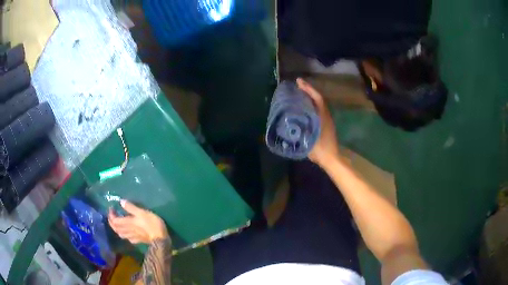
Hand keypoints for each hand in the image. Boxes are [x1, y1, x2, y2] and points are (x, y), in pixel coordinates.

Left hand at [108, 200, 168, 243]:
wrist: (160, 239)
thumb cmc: (152, 224)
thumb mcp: (142, 212)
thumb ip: (131, 207)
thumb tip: (121, 201)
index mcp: (128, 223)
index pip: (114, 220)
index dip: (111, 214)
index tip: (111, 208)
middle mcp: (128, 230)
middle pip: (115, 228)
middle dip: (111, 221)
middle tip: (112, 215)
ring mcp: (132, 237)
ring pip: (120, 234)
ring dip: (116, 228)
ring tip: (117, 223)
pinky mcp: (138, 241)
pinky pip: (128, 238)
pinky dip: (124, 234)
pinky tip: (127, 232)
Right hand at [297, 78, 339, 166]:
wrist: (331, 159)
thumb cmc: (320, 149)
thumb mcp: (307, 139)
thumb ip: (299, 130)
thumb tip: (288, 121)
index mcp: (323, 116)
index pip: (317, 98)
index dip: (308, 89)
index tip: (299, 82)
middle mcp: (326, 115)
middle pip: (317, 99)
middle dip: (308, 91)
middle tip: (296, 87)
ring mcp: (326, 120)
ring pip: (318, 105)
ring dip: (309, 98)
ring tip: (298, 95)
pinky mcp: (325, 125)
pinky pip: (317, 111)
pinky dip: (310, 106)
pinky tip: (302, 109)